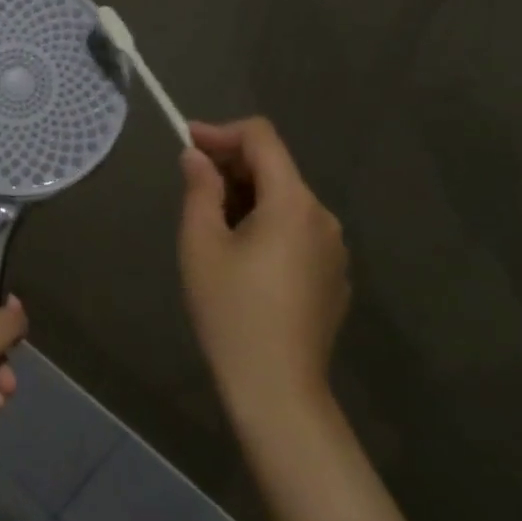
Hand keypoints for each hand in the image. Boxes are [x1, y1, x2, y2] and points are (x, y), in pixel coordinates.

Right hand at [179, 118, 348, 429]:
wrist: (277, 389)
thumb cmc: (231, 310)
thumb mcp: (201, 244)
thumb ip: (200, 189)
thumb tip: (196, 157)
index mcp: (293, 202)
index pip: (262, 138)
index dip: (222, 132)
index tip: (187, 142)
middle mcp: (323, 217)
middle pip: (276, 169)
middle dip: (231, 166)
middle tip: (191, 182)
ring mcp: (334, 250)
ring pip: (286, 202)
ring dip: (248, 197)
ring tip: (211, 222)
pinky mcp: (333, 278)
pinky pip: (298, 232)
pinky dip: (267, 225)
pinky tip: (242, 257)